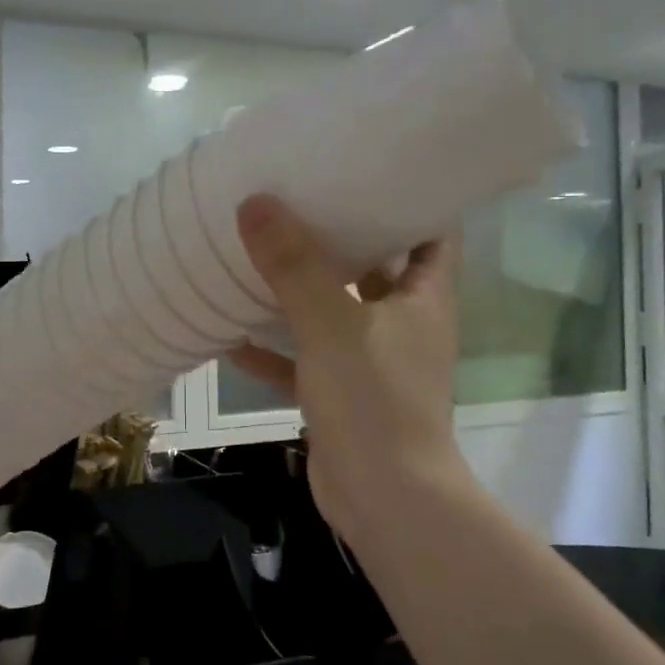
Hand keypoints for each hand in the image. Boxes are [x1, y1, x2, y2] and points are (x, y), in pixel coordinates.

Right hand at [227, 194, 461, 538]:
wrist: (386, 501)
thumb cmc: (374, 401)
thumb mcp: (331, 324)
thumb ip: (294, 265)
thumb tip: (255, 202)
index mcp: (423, 297)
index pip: (433, 229)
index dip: (409, 194)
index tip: (368, 164)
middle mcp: (404, 322)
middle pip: (377, 264)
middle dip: (339, 235)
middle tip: (295, 198)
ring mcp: (373, 360)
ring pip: (335, 311)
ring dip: (300, 290)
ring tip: (257, 252)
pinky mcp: (343, 394)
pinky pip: (305, 359)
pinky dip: (274, 349)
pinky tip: (231, 334)